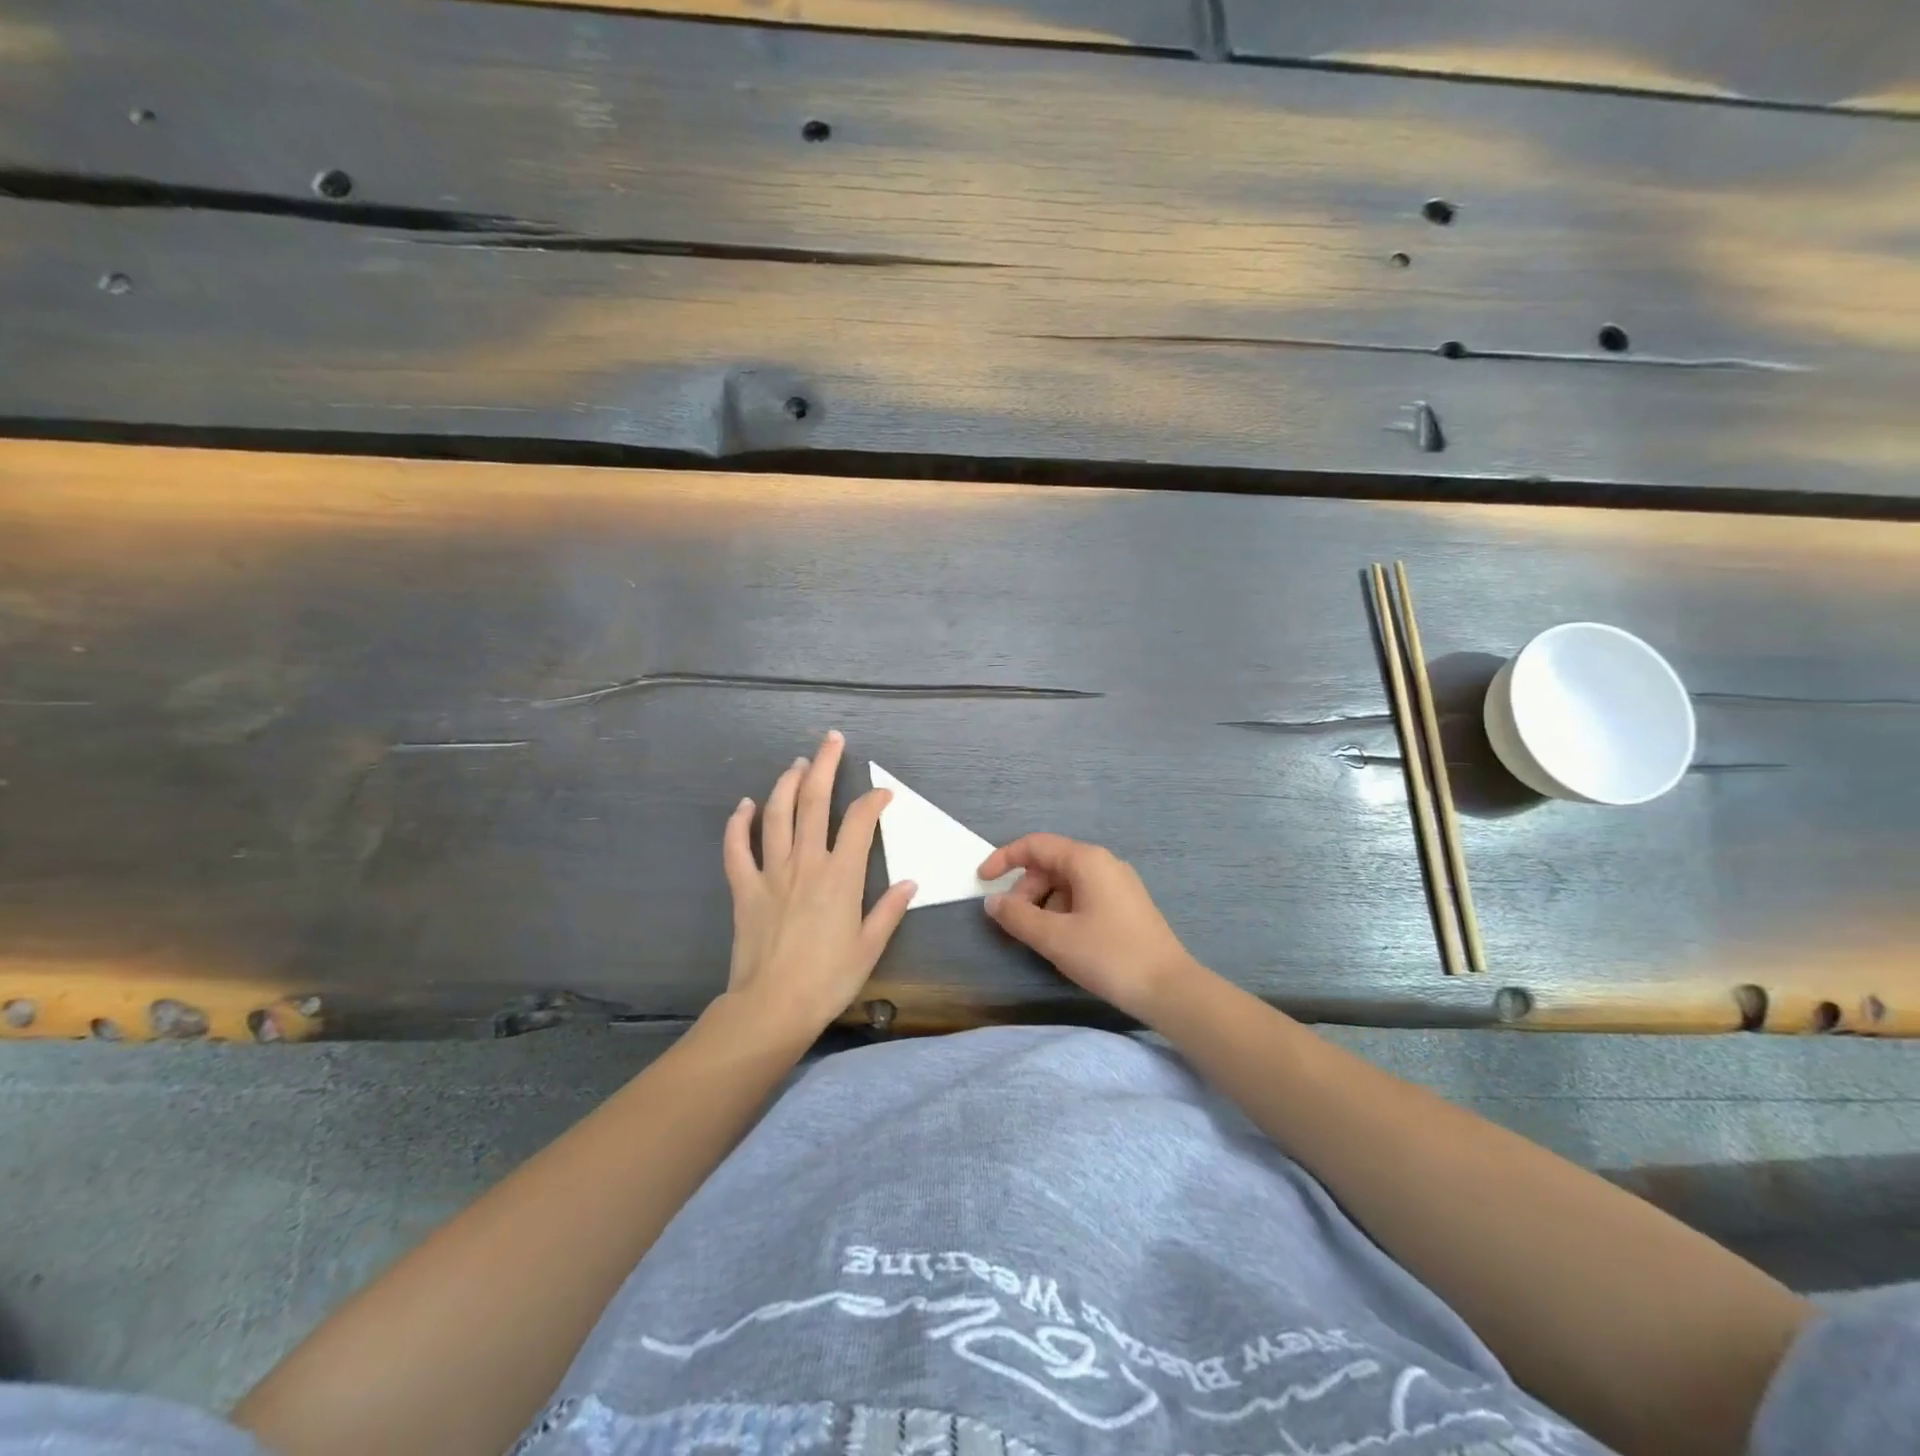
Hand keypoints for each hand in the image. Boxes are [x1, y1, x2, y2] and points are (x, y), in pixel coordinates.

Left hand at [720, 730, 915, 1035]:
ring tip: (797, 763)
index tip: (883, 793)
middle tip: (831, 739)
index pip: (860, 822)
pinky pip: (737, 849)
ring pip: (777, 815)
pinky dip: (739, 824)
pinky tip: (745, 805)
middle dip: (825, 766)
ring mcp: (771, 872)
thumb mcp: (870, 947)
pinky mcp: (744, 888)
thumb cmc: (828, 979)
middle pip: (815, 802)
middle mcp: (806, 863)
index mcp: (841, 876)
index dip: (873, 800)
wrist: (772, 1007)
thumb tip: (910, 882)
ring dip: (786, 784)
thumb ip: (889, 910)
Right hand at [978, 833, 1202, 1024]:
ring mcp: (1118, 884)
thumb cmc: (1109, 956)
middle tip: (1013, 923)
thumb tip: (993, 901)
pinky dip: (1063, 911)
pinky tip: (1063, 941)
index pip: (1035, 845)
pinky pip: (1083, 896)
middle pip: (1051, 864)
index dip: (1004, 859)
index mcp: (1087, 860)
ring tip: (1039, 937)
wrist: (1169, 989)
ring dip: (1043, 904)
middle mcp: (1103, 863)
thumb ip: (1017, 916)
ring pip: (1066, 883)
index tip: (982, 881)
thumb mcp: (1055, 938)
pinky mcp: (1125, 905)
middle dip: (1025, 889)